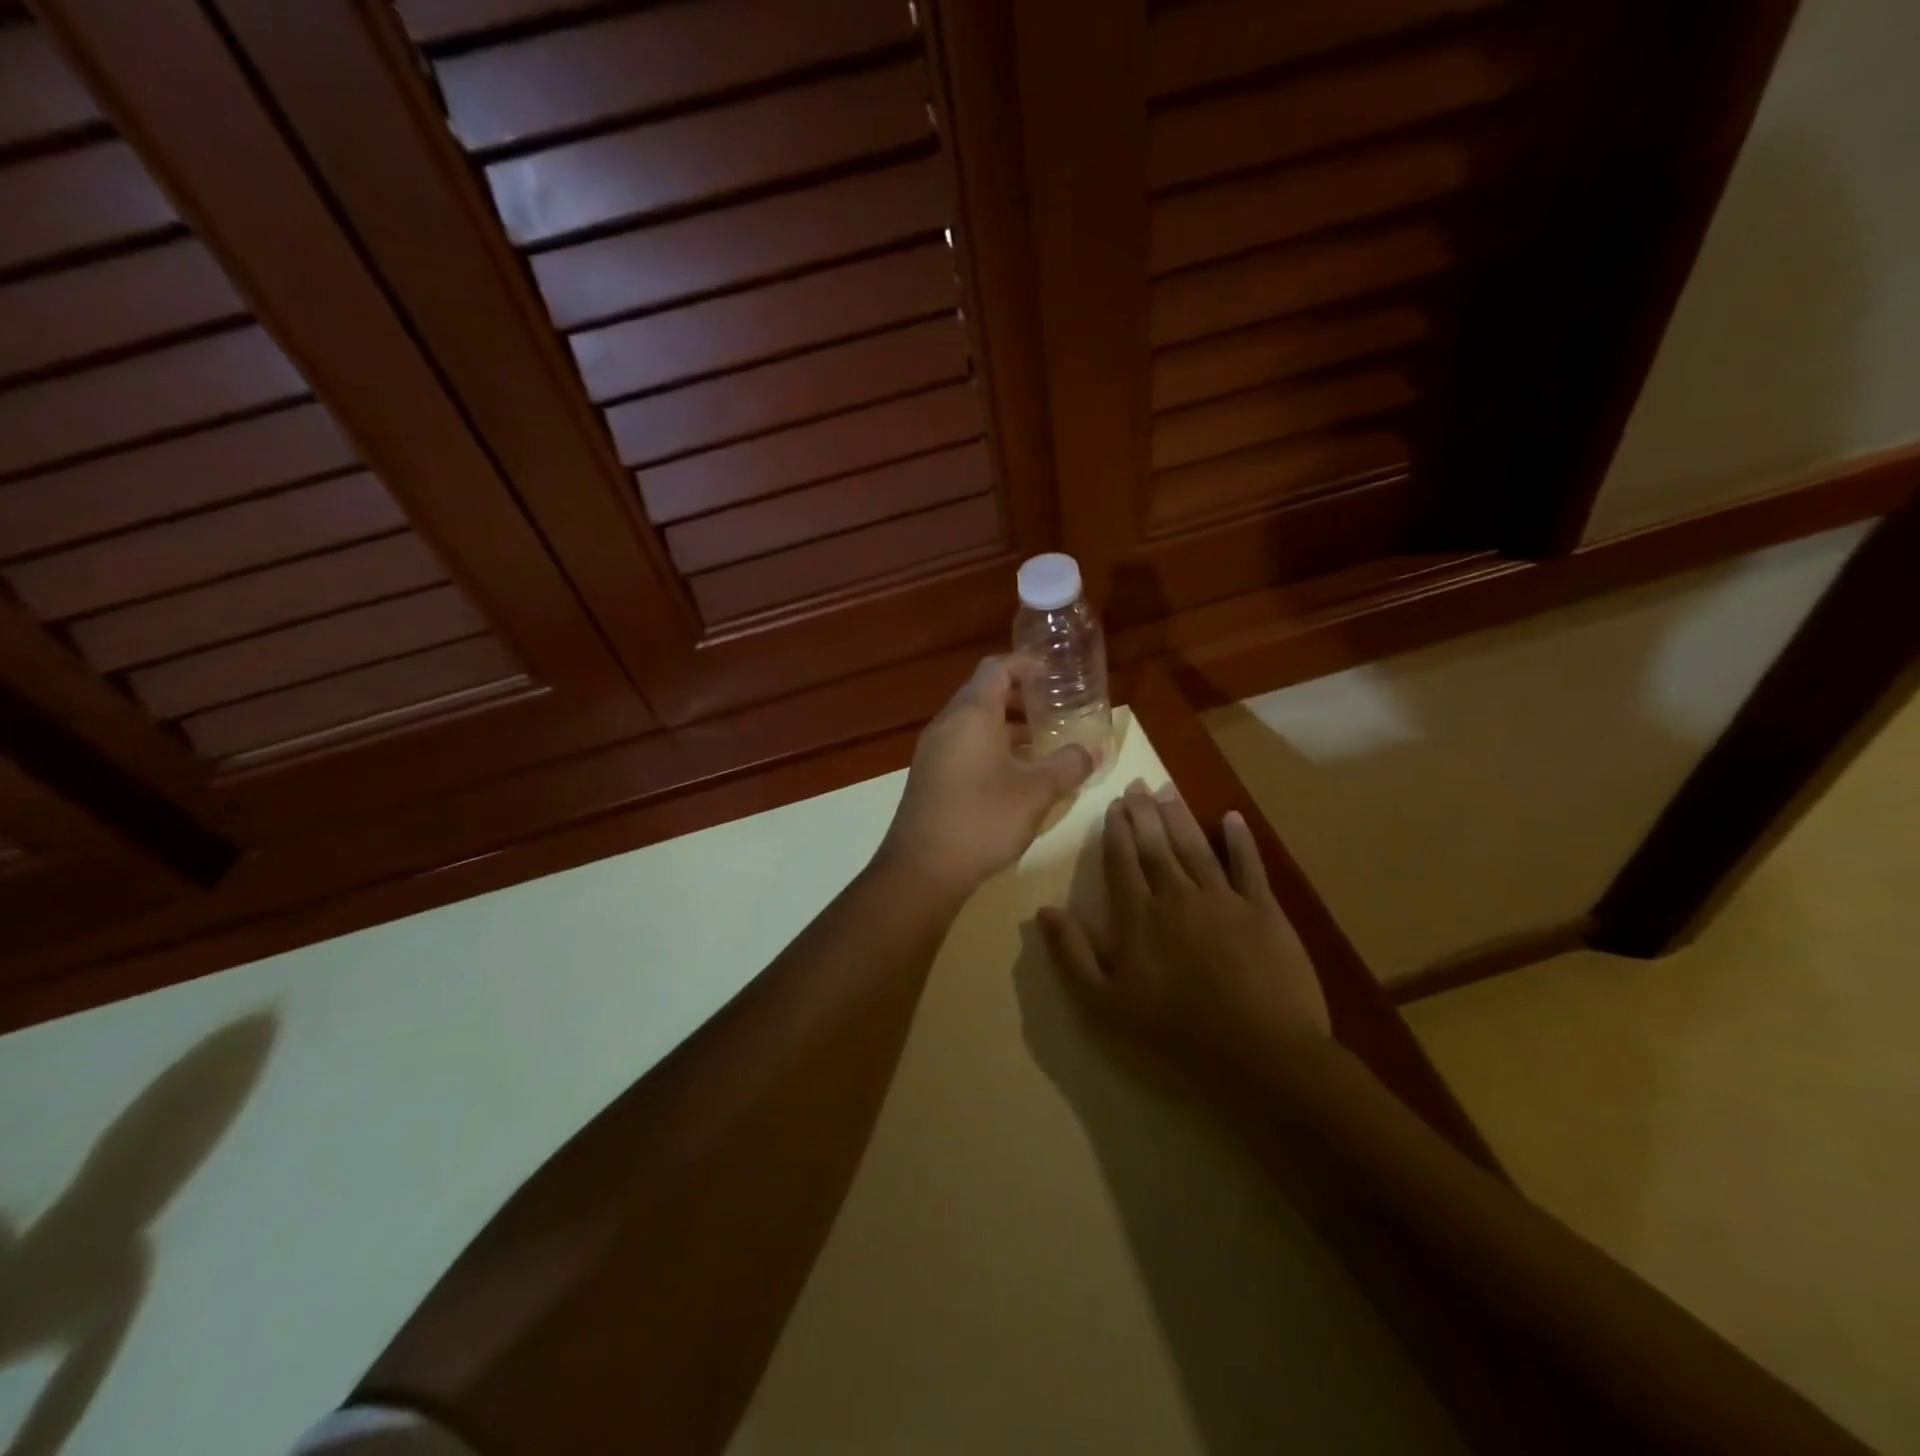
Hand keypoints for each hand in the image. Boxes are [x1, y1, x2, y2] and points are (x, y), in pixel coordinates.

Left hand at [878, 656, 1094, 900]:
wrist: (922, 869)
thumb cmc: (982, 819)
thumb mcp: (1036, 792)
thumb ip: (1068, 766)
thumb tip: (1093, 750)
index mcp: (971, 714)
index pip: (996, 668)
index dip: (1025, 664)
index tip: (1053, 673)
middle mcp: (947, 724)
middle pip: (983, 693)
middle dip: (1020, 697)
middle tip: (1054, 708)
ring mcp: (933, 751)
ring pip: (973, 722)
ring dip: (1006, 726)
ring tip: (1041, 742)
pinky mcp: (929, 776)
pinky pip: (962, 746)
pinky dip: (989, 746)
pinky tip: (1014, 774)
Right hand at [1039, 780, 1330, 1086]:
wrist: (1260, 1057)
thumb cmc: (1175, 1036)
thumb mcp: (1104, 1007)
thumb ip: (1072, 955)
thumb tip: (1043, 911)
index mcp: (1138, 917)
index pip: (1122, 862)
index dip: (1116, 831)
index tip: (1113, 804)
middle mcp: (1177, 896)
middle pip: (1156, 846)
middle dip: (1144, 813)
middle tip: (1137, 783)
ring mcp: (1224, 900)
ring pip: (1196, 847)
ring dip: (1180, 816)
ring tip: (1168, 788)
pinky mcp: (1264, 912)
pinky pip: (1249, 866)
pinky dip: (1241, 841)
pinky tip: (1233, 818)